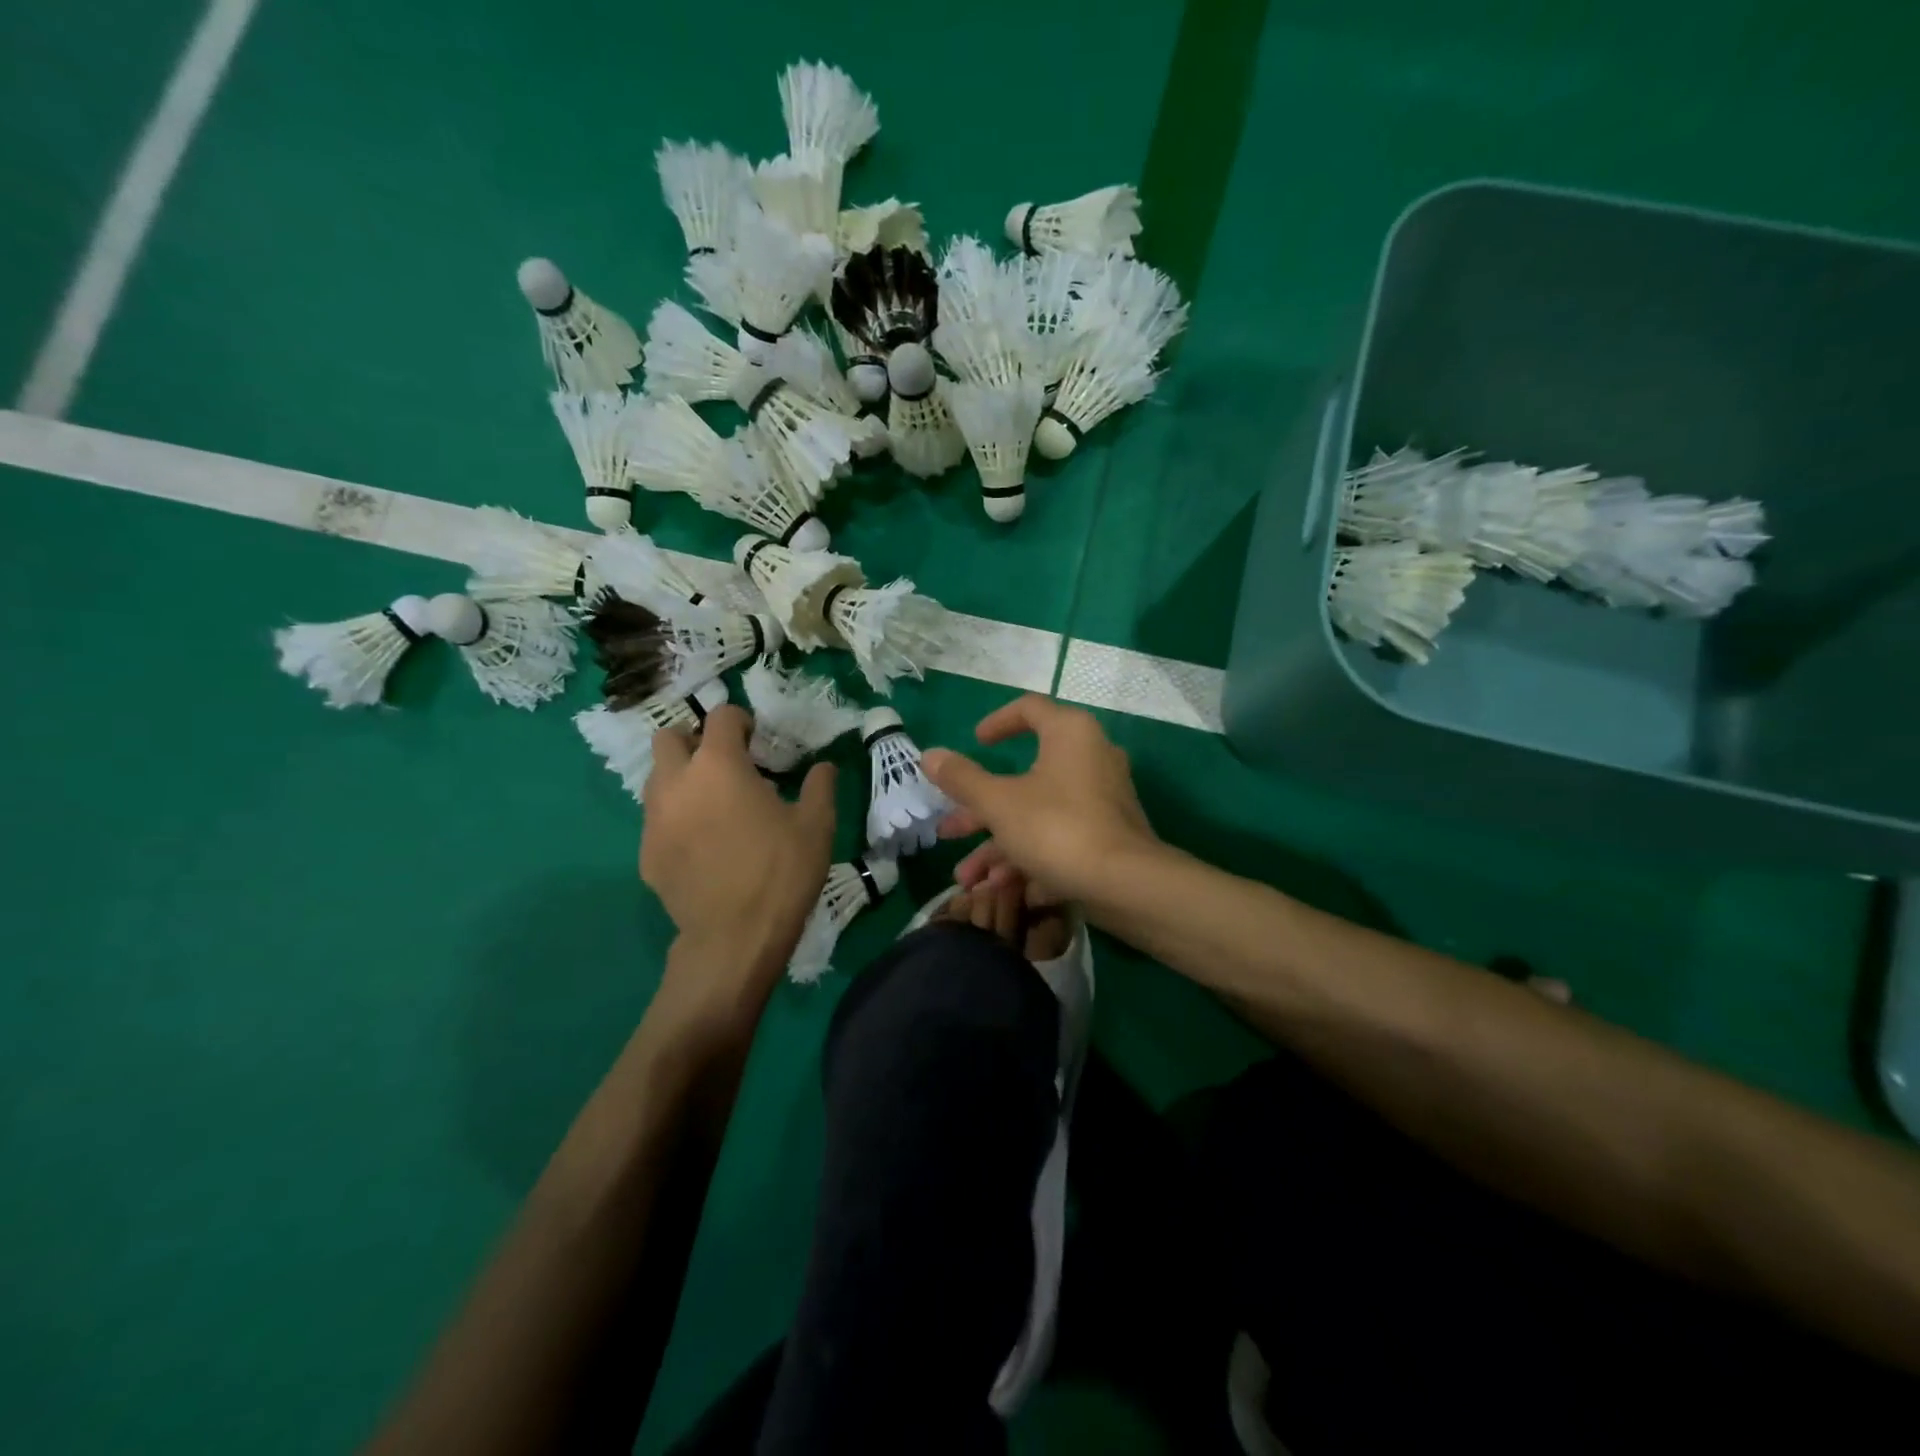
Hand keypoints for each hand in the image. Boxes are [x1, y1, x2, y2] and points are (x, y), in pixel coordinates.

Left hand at [641, 706, 835, 1018]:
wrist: (734, 938)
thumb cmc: (781, 872)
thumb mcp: (817, 825)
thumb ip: (820, 786)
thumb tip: (824, 766)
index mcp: (718, 765)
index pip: (720, 717)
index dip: (740, 721)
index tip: (757, 740)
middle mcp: (676, 782)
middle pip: (669, 737)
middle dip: (695, 741)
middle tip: (726, 765)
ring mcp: (654, 819)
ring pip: (657, 779)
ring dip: (682, 779)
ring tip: (714, 804)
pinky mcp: (646, 854)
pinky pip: (657, 820)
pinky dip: (676, 819)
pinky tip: (703, 845)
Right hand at [922, 695, 1159, 905]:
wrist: (1126, 885)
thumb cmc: (1057, 828)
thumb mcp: (999, 803)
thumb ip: (962, 778)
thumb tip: (929, 755)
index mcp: (1069, 734)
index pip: (1029, 710)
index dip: (997, 722)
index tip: (975, 741)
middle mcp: (1090, 758)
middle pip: (1024, 777)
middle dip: (980, 810)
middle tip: (948, 829)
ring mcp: (1101, 800)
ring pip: (1038, 815)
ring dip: (998, 845)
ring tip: (966, 877)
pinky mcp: (1107, 836)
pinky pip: (1059, 838)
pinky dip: (1029, 857)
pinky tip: (1000, 888)